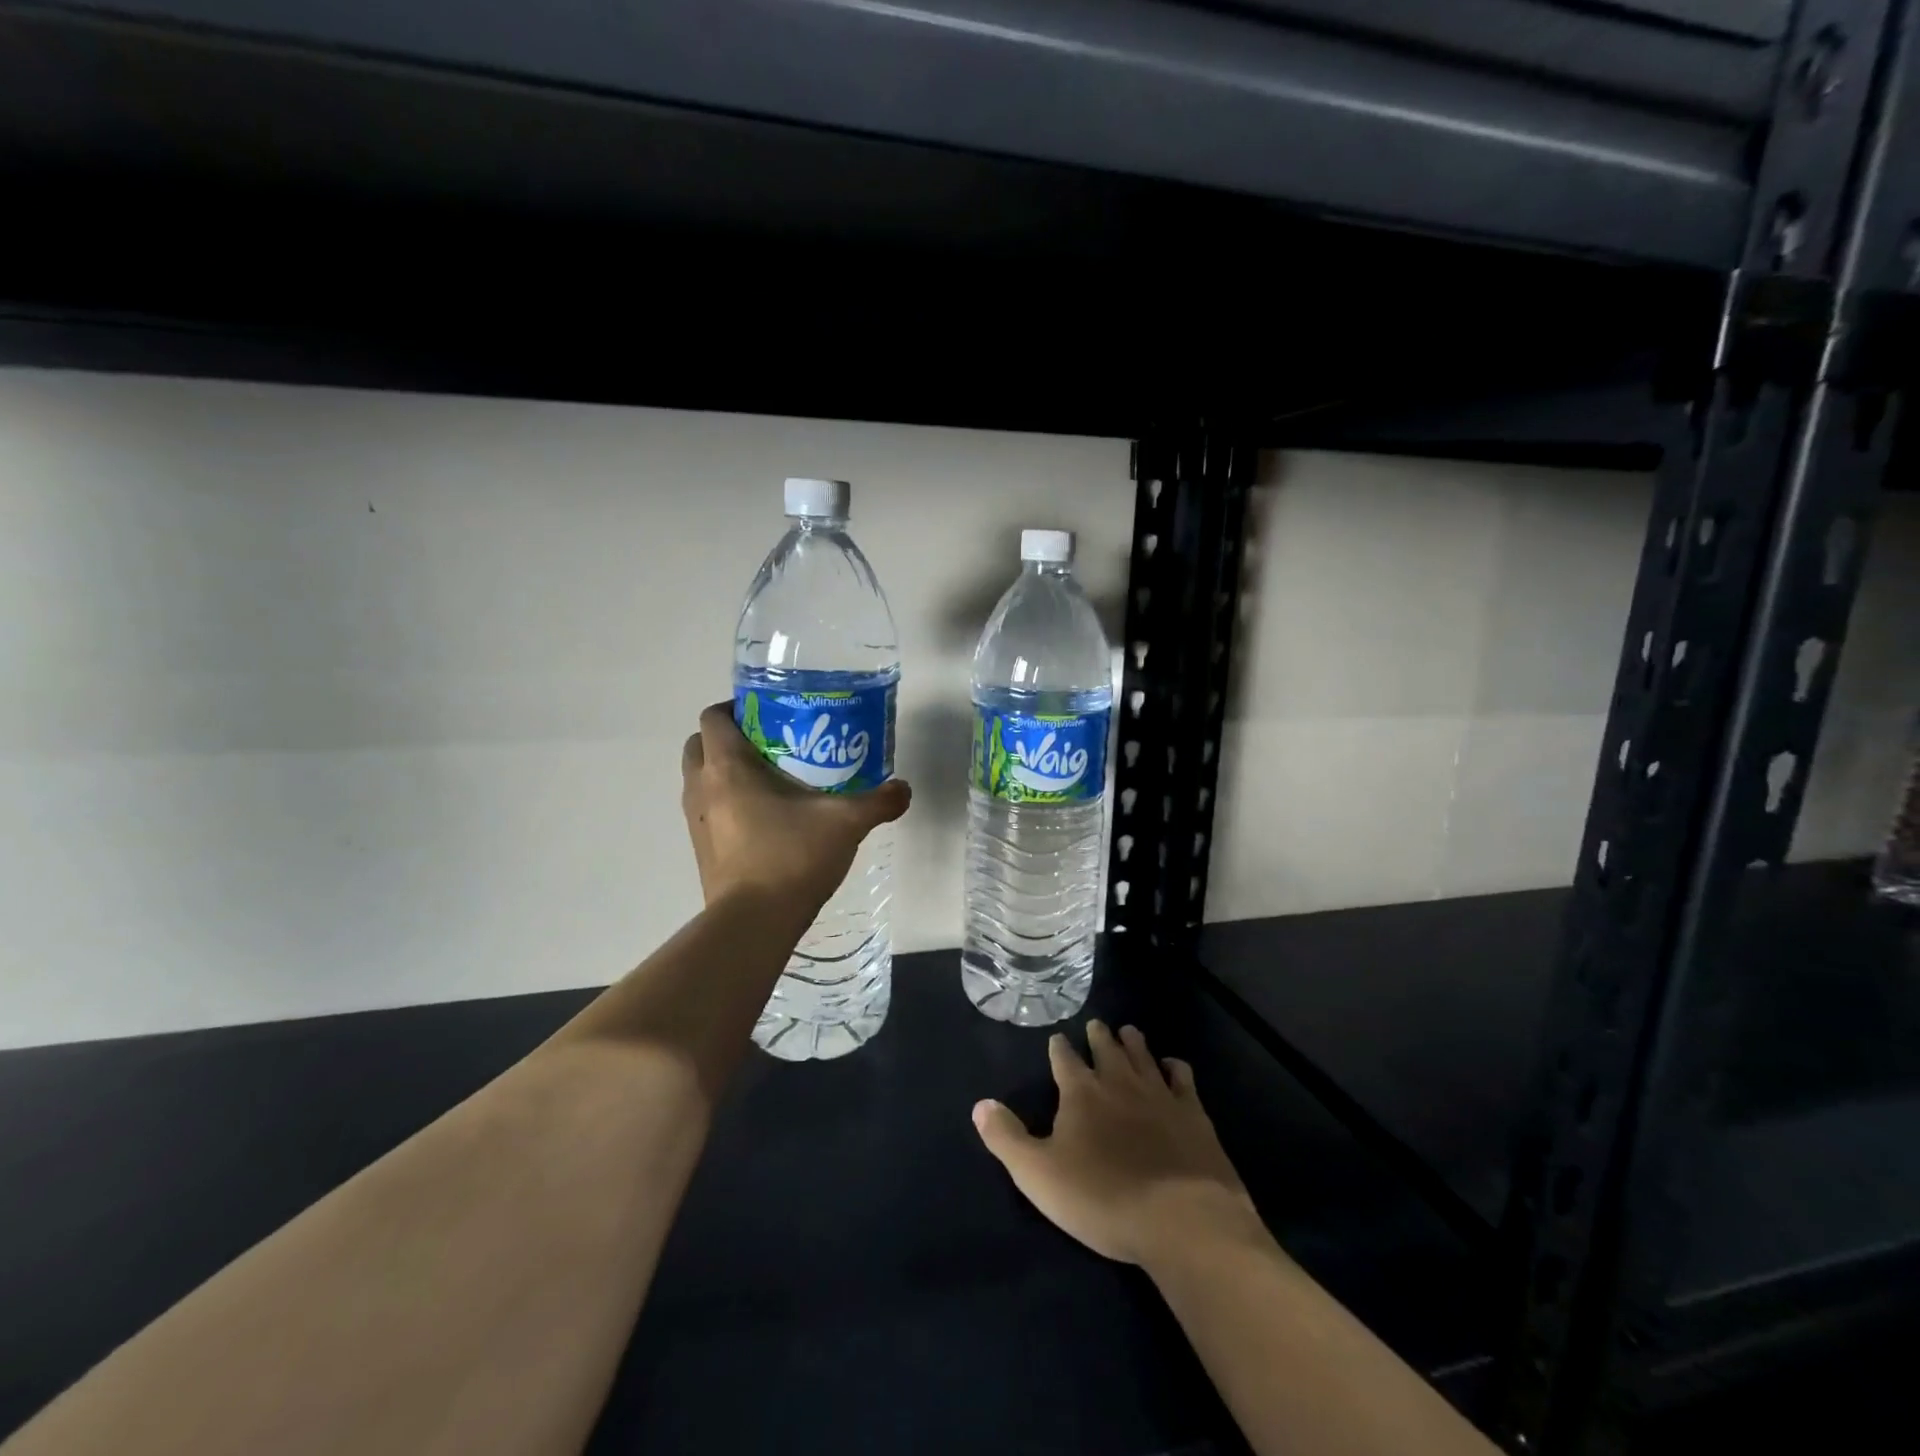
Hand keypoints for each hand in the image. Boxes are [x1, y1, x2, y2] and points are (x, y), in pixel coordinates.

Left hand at [681, 701, 911, 910]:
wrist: (754, 923)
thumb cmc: (792, 857)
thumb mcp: (845, 823)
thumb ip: (878, 802)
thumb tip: (904, 789)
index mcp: (728, 767)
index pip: (714, 717)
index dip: (736, 707)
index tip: (769, 713)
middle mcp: (702, 788)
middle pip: (700, 744)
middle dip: (727, 738)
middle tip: (770, 744)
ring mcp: (696, 822)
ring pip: (700, 779)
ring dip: (724, 772)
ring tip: (770, 779)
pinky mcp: (701, 850)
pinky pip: (708, 811)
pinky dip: (726, 804)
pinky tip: (766, 819)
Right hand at [973, 1021, 1260, 1268]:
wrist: (1181, 1218)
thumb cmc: (1102, 1198)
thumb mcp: (1039, 1175)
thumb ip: (1007, 1138)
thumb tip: (980, 1104)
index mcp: (1081, 1092)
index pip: (1064, 1059)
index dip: (1059, 1049)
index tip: (1057, 1040)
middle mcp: (1119, 1081)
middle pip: (1106, 1047)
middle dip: (1098, 1035)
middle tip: (1096, 1025)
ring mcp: (1159, 1093)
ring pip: (1142, 1054)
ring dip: (1133, 1042)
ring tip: (1128, 1031)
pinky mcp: (1192, 1112)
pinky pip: (1182, 1077)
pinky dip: (1175, 1067)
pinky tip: (1173, 1067)